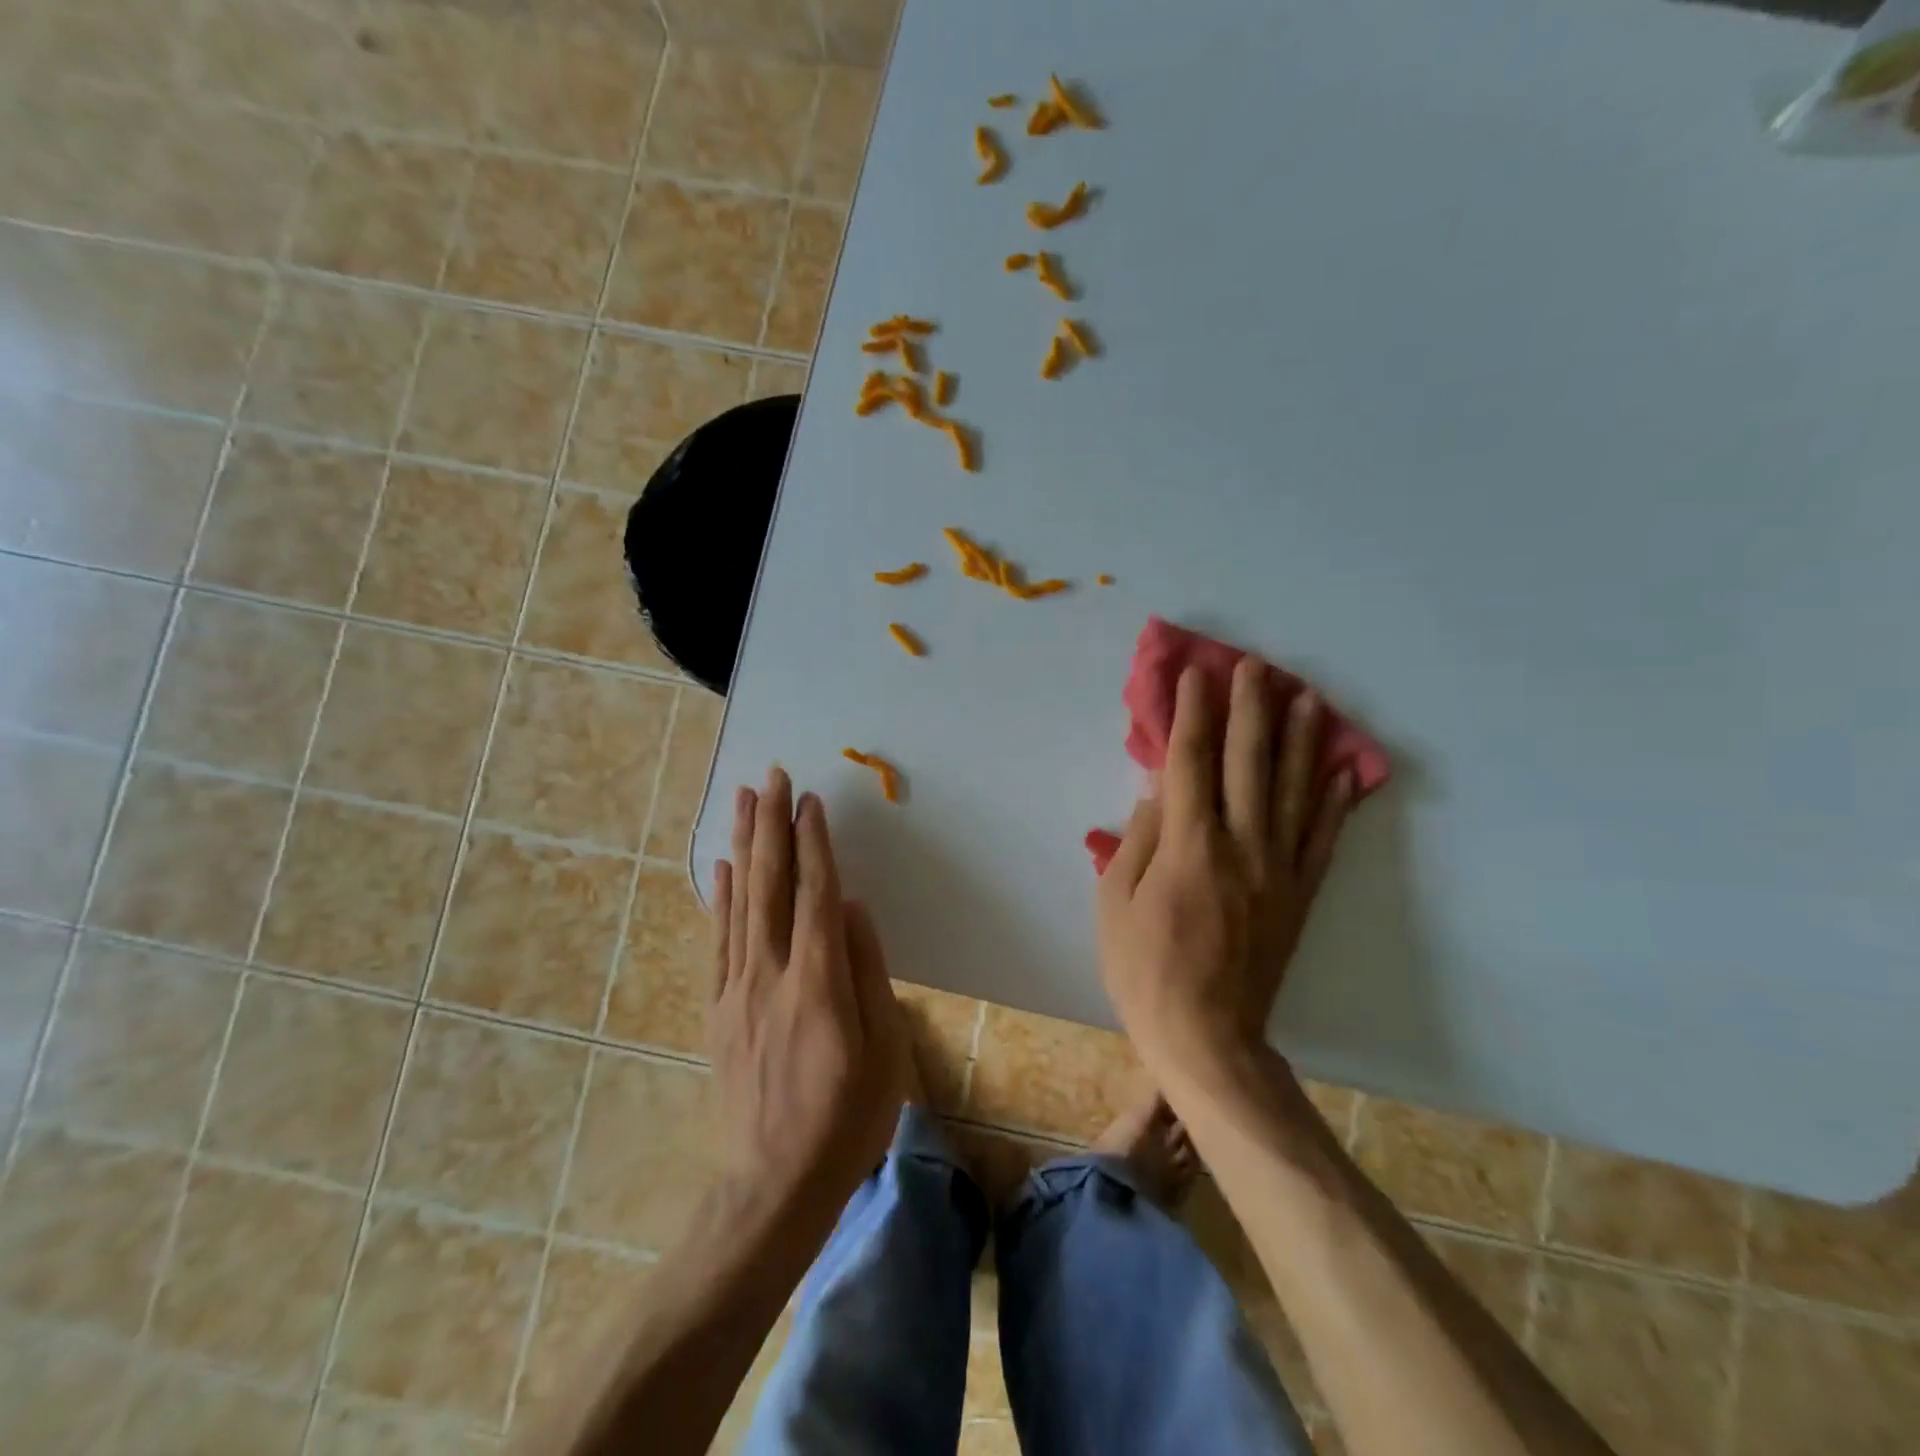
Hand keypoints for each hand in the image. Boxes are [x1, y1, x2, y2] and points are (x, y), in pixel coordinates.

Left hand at [710, 768, 910, 1234]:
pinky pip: (717, 941)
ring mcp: (736, 991)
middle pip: (770, 885)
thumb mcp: (885, 1050)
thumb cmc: (847, 1119)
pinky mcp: (717, 1010)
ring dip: (744, 847)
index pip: (815, 894)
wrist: (774, 1184)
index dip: (814, 843)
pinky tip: (723, 870)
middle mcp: (770, 975)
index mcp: (817, 984)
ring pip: (739, 903)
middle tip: (771, 776)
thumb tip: (851, 907)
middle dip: (772, 826)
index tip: (810, 800)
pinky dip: (720, 898)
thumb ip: (868, 971)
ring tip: (743, 802)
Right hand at [1096, 658, 1353, 1075]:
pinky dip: (1333, 800)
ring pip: (1293, 790)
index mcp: (1188, 847)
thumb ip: (1138, 840)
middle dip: (1250, 709)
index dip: (1192, 715)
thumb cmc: (1144, 969)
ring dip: (1301, 739)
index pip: (1191, 762)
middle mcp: (1241, 846)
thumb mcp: (1115, 903)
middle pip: (1248, 763)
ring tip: (1308, 697)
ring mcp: (1278, 870)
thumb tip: (1158, 791)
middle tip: (1255, 667)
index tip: (1195, 676)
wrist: (1207, 1036)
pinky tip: (1342, 769)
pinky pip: (1322, 838)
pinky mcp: (1299, 894)